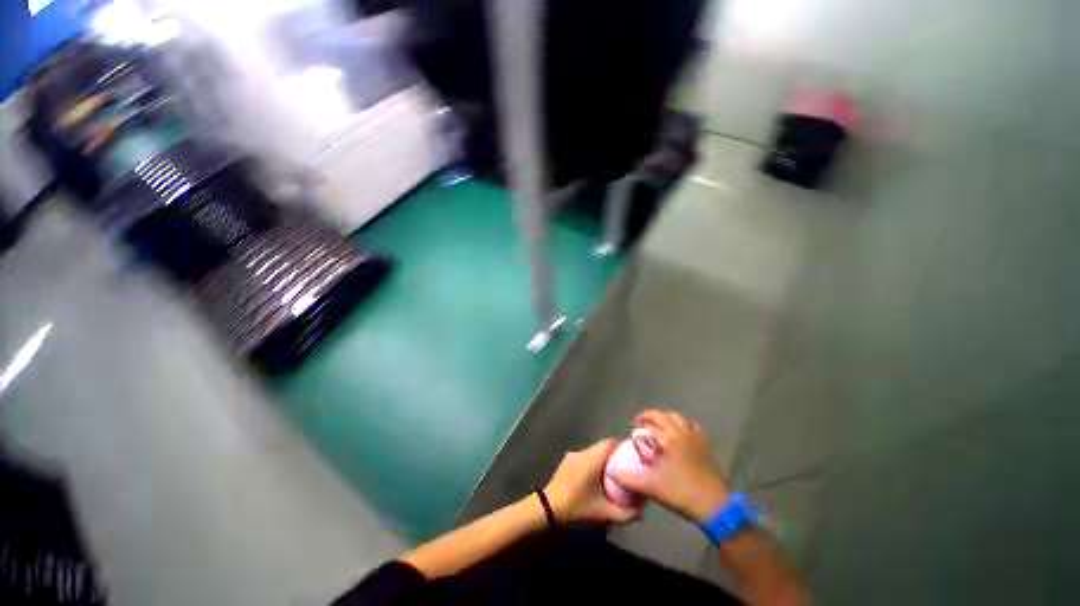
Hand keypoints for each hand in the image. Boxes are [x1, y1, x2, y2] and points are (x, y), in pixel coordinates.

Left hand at [544, 439, 641, 524]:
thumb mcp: (603, 513)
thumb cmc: (577, 506)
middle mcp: (583, 451)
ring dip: (603, 459)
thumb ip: (625, 513)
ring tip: (611, 474)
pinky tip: (594, 478)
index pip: (611, 442)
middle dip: (615, 454)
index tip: (632, 457)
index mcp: (593, 458)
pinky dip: (592, 462)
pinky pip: (584, 456)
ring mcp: (573, 454)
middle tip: (625, 468)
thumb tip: (642, 512)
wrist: (548, 507)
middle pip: (603, 446)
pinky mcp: (566, 460)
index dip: (623, 447)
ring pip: (593, 451)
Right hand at [613, 409, 729, 522]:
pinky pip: (692, 426)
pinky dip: (683, 424)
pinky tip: (680, 431)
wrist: (714, 505)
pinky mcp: (705, 445)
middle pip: (663, 416)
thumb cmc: (681, 492)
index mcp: (667, 438)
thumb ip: (628, 479)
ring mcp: (695, 437)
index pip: (650, 424)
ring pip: (678, 417)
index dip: (640, 424)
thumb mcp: (651, 487)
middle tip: (642, 422)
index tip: (634, 427)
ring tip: (659, 424)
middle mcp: (681, 432)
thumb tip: (611, 472)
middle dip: (651, 416)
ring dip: (666, 417)